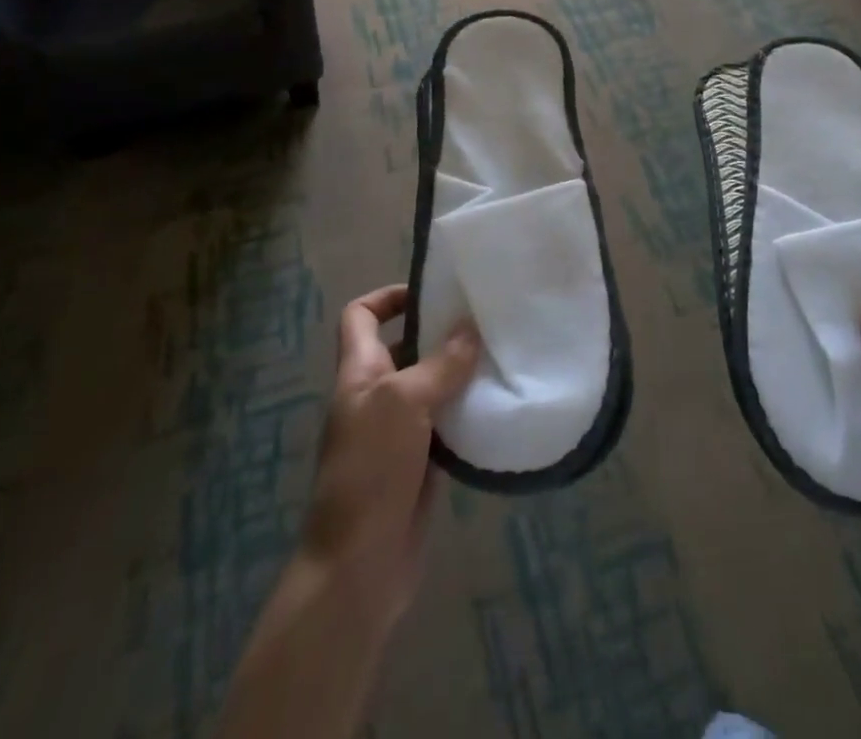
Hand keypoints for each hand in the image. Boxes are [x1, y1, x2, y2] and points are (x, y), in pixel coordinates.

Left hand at [301, 285, 480, 630]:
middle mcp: (377, 395)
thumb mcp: (403, 403)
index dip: (388, 296)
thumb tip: (471, 328)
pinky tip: (499, 403)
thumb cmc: (370, 471)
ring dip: (461, 371)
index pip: (361, 316)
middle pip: (406, 346)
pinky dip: (469, 410)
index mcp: (359, 372)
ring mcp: (398, 431)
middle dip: (442, 331)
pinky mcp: (420, 462)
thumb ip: (440, 364)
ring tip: (502, 353)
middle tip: (487, 318)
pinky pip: (447, 422)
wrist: (358, 568)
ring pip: (432, 385)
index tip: (432, 292)